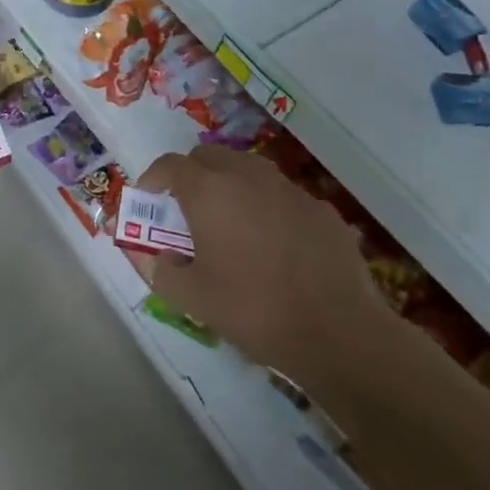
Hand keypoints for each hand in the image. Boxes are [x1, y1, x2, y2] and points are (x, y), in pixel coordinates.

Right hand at [139, 145, 398, 391]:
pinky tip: (274, 244)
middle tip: (186, 210)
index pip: (170, 164)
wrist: (340, 332)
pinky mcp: (321, 208)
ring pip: (247, 170)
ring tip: (229, 223)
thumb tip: (154, 257)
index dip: (153, 178)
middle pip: (209, 156)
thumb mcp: (193, 299)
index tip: (149, 200)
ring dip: (229, 185)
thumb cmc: (255, 310)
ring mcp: (288, 189)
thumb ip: (161, 271)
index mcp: (209, 191)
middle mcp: (247, 177)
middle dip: (191, 175)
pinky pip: (281, 195)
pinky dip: (266, 207)